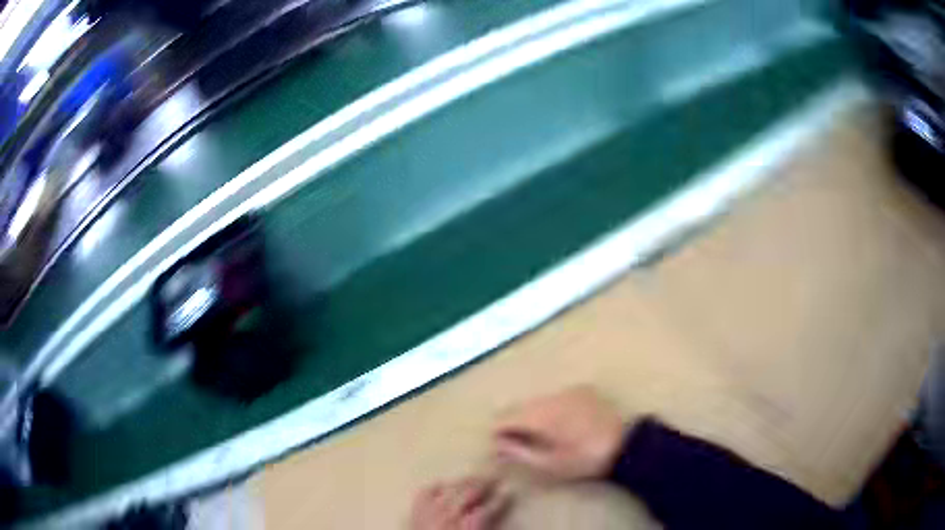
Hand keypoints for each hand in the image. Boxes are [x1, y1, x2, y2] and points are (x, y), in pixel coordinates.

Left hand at [410, 477, 509, 529]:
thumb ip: (487, 529)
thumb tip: (499, 521)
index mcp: (467, 528)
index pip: (486, 510)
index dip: (499, 501)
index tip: (508, 492)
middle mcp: (447, 519)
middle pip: (466, 495)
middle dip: (481, 485)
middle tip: (494, 479)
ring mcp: (428, 517)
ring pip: (447, 492)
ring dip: (461, 483)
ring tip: (473, 479)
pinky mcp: (415, 518)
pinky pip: (422, 497)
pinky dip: (432, 489)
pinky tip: (441, 484)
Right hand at [493, 386, 625, 480]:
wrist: (627, 444)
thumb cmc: (586, 459)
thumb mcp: (550, 465)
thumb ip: (519, 453)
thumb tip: (498, 443)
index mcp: (541, 415)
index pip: (504, 417)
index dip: (498, 432)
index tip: (500, 447)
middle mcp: (551, 396)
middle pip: (519, 406)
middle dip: (513, 424)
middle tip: (518, 445)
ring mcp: (568, 390)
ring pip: (537, 401)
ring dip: (532, 416)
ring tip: (541, 436)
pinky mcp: (583, 389)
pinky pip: (556, 397)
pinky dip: (551, 409)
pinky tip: (561, 425)